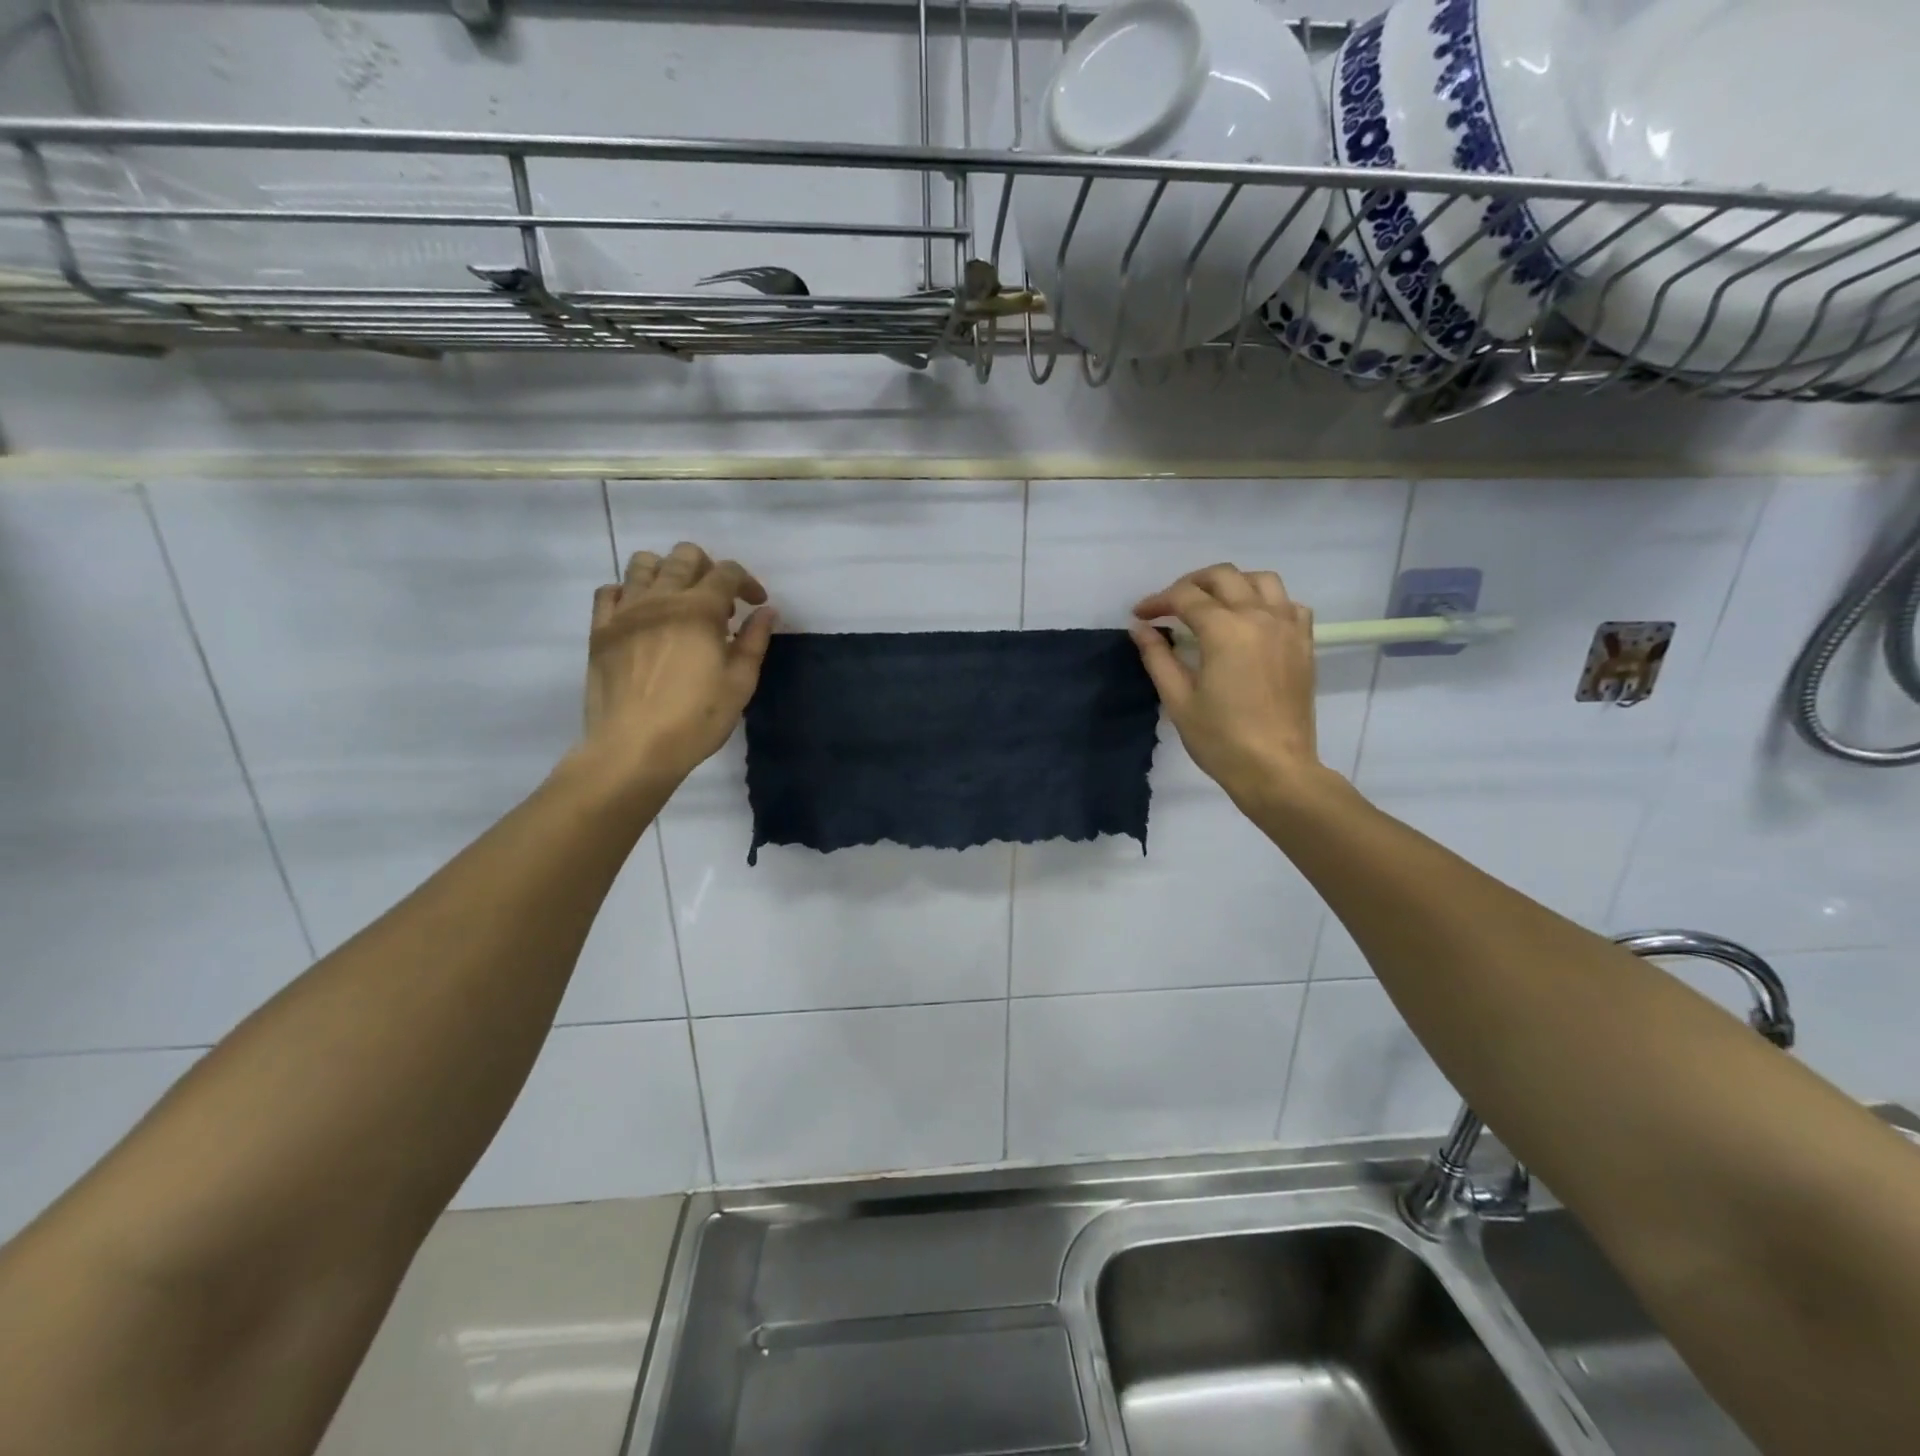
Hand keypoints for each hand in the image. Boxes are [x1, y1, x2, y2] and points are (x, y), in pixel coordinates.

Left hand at [578, 541, 775, 789]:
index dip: (748, 582)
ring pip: (643, 563)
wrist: (634, 747)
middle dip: (709, 569)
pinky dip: (629, 592)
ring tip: (678, 600)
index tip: (756, 604)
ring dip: (667, 572)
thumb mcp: (739, 683)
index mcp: (700, 609)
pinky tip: (641, 614)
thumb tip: (766, 612)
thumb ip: (754, 641)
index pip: (728, 572)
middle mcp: (661, 598)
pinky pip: (610, 591)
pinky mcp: (600, 629)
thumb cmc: (696, 719)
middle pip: (685, 556)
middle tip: (720, 602)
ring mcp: (625, 611)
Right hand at [1130, 564, 1326, 805]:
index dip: (1158, 602)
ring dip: (1232, 584)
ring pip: (1261, 580)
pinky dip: (1267, 602)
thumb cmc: (1220, 739)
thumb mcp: (1178, 699)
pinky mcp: (1304, 644)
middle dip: (1191, 583)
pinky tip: (1252, 621)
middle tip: (1171, 606)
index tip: (1141, 616)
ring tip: (1213, 604)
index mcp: (1224, 630)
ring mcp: (1287, 627)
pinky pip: (1289, 604)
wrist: (1276, 768)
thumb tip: (1140, 628)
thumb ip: (1158, 656)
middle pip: (1223, 576)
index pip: (1185, 597)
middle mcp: (1259, 616)